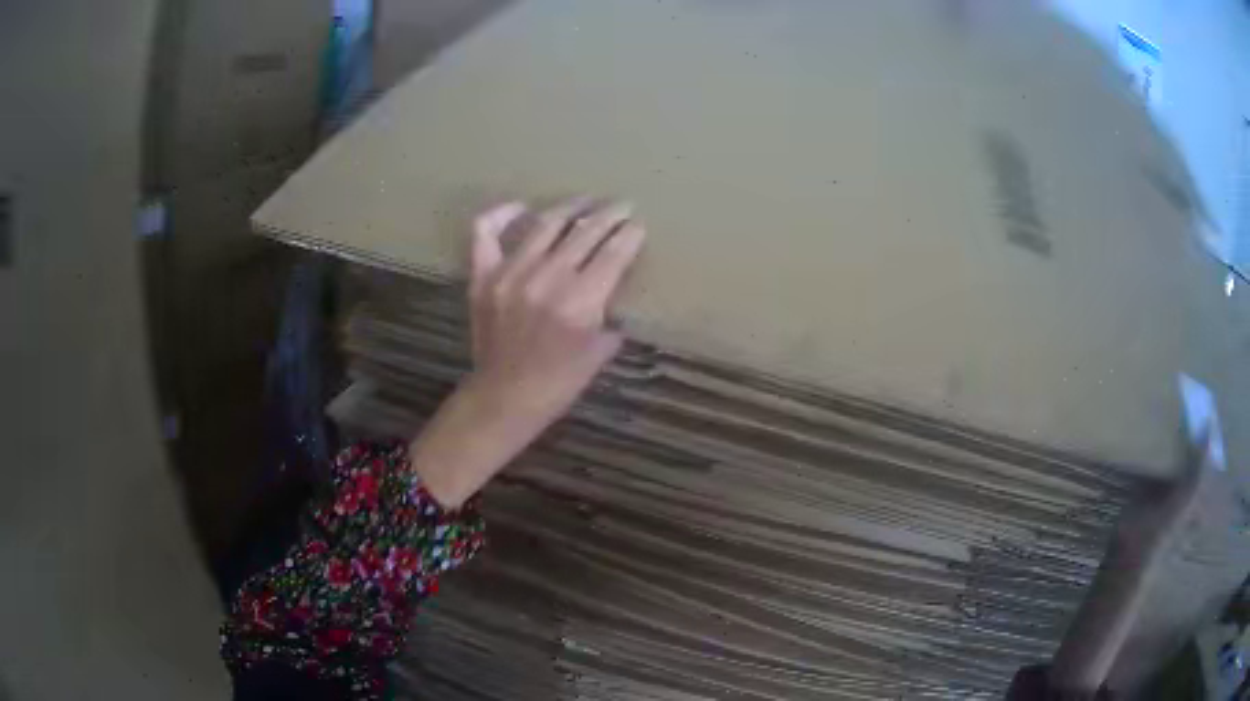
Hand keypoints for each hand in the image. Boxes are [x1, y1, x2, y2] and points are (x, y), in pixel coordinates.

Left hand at [409, 198, 645, 506]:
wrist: (505, 397)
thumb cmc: (558, 382)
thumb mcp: (599, 352)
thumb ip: (610, 314)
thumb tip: (613, 286)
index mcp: (580, 302)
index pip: (613, 253)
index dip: (630, 235)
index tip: (638, 225)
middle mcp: (546, 279)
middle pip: (585, 232)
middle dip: (610, 215)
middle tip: (623, 206)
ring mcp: (510, 273)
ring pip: (546, 224)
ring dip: (571, 207)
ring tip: (587, 201)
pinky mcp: (483, 276)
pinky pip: (486, 232)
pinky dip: (503, 214)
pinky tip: (522, 207)